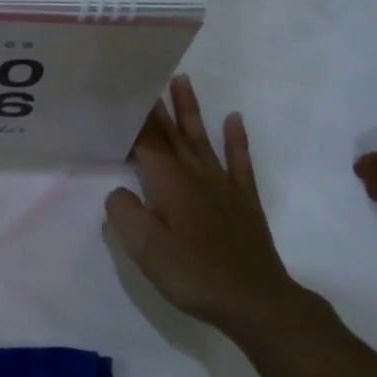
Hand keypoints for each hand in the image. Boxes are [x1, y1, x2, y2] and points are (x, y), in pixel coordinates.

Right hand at [105, 76, 316, 336]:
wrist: (256, 301)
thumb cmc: (194, 274)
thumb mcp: (144, 249)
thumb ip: (124, 213)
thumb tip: (120, 191)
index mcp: (168, 182)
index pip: (145, 141)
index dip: (131, 119)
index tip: (119, 94)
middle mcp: (195, 174)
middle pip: (171, 133)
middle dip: (155, 105)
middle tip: (144, 75)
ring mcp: (223, 186)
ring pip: (201, 138)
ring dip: (191, 109)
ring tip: (182, 80)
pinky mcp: (243, 201)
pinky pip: (239, 161)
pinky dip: (236, 139)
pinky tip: (234, 119)